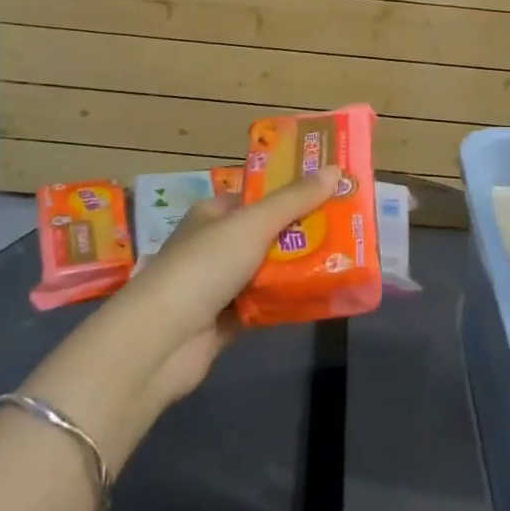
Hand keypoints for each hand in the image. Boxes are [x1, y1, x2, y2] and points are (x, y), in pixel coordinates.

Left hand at [119, 166, 340, 406]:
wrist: (161, 341)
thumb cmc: (204, 267)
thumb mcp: (252, 224)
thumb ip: (294, 200)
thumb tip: (334, 168)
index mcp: (214, 213)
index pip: (259, 197)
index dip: (293, 192)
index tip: (332, 192)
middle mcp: (215, 244)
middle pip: (268, 233)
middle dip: (303, 233)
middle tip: (348, 229)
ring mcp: (220, 284)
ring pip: (269, 270)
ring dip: (299, 268)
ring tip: (344, 260)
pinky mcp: (226, 320)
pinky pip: (266, 304)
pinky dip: (288, 301)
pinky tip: (321, 297)